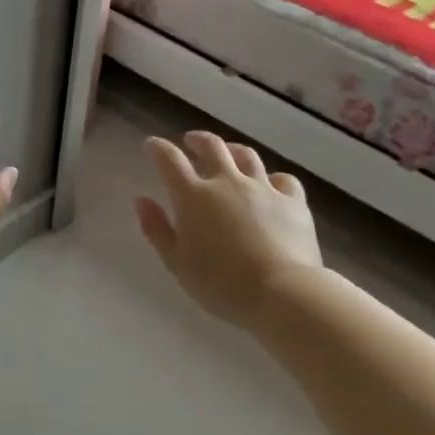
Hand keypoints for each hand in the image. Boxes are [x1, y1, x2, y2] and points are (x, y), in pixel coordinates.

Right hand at [135, 131, 324, 330]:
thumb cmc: (220, 284)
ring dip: (233, 150)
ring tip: (229, 153)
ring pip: (247, 156)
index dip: (157, 148)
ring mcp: (263, 188)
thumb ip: (157, 229)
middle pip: (212, 146)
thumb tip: (142, 200)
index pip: (169, 159)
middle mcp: (227, 182)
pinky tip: (271, 185)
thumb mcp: (176, 262)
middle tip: (191, 142)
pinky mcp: (293, 201)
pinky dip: (273, 179)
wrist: (282, 294)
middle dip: (198, 140)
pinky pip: (283, 180)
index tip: (152, 145)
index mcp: (193, 196)